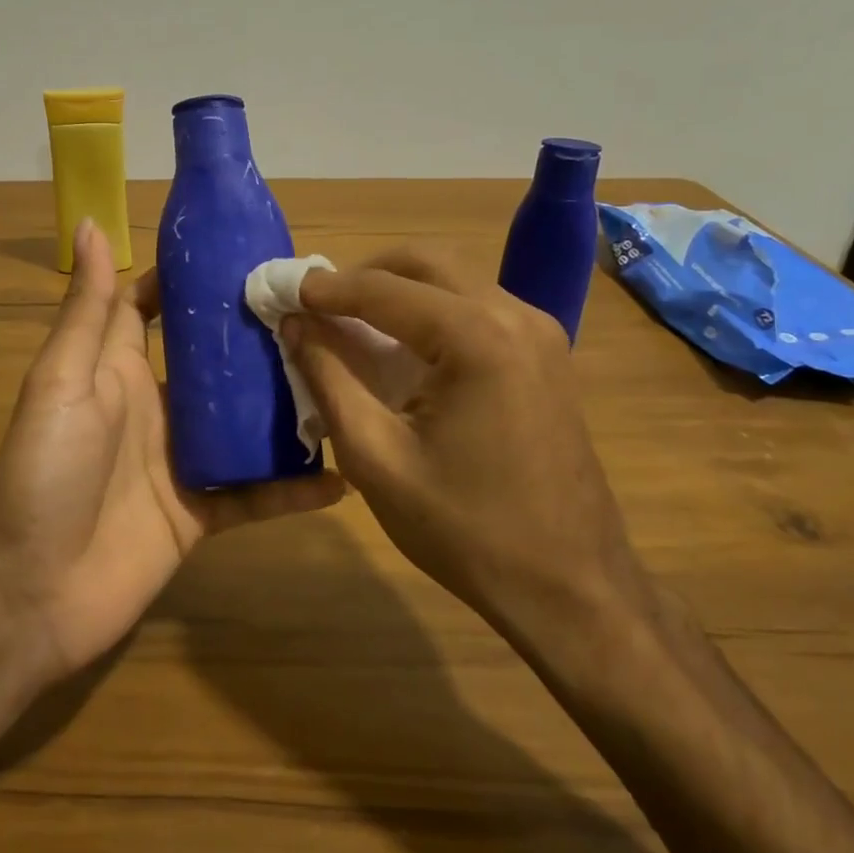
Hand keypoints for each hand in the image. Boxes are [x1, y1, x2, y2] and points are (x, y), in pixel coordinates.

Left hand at [0, 220, 343, 676]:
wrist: (33, 592)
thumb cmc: (44, 471)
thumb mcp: (62, 380)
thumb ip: (87, 310)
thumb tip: (90, 223)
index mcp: (117, 367)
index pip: (154, 306)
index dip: (188, 279)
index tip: (241, 251)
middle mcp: (155, 406)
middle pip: (212, 361)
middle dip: (255, 335)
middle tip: (318, 310)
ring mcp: (182, 460)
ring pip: (244, 423)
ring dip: (286, 405)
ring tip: (345, 379)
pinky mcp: (202, 513)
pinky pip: (256, 495)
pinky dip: (295, 489)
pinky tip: (344, 478)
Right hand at [282, 248, 649, 653]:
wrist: (572, 589)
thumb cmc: (466, 530)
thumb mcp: (375, 457)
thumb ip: (328, 378)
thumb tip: (294, 324)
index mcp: (477, 337)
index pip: (383, 288)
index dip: (325, 288)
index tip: (281, 291)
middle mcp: (515, 315)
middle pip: (424, 263)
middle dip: (364, 275)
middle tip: (317, 304)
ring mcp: (539, 332)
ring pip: (453, 279)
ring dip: (398, 289)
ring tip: (350, 323)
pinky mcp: (546, 354)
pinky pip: (476, 307)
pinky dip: (430, 310)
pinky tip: (402, 347)